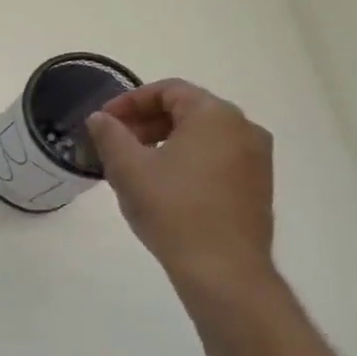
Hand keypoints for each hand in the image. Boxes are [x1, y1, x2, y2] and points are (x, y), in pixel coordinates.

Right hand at [84, 79, 275, 289]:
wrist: (221, 265)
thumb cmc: (171, 207)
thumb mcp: (127, 167)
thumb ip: (110, 134)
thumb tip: (100, 118)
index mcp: (215, 116)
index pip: (169, 90)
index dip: (130, 100)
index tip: (103, 121)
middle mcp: (244, 128)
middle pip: (188, 109)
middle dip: (146, 120)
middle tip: (114, 141)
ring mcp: (256, 157)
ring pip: (203, 134)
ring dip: (164, 139)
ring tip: (133, 163)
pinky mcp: (256, 183)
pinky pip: (216, 155)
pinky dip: (185, 157)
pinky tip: (161, 183)